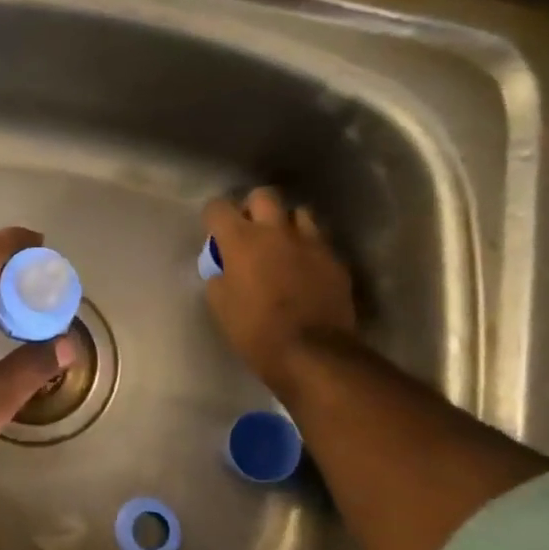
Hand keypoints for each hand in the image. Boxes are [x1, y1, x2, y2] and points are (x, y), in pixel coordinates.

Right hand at [202, 189, 356, 394]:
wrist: (313, 354)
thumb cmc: (256, 332)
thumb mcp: (221, 308)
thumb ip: (219, 278)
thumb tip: (223, 269)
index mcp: (241, 240)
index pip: (218, 207)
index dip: (213, 218)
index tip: (215, 234)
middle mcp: (276, 231)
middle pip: (264, 196)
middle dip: (254, 208)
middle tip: (250, 232)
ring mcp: (311, 243)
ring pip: (299, 213)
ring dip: (287, 224)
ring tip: (284, 246)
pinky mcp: (335, 260)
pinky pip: (320, 242)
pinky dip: (309, 249)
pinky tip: (306, 270)